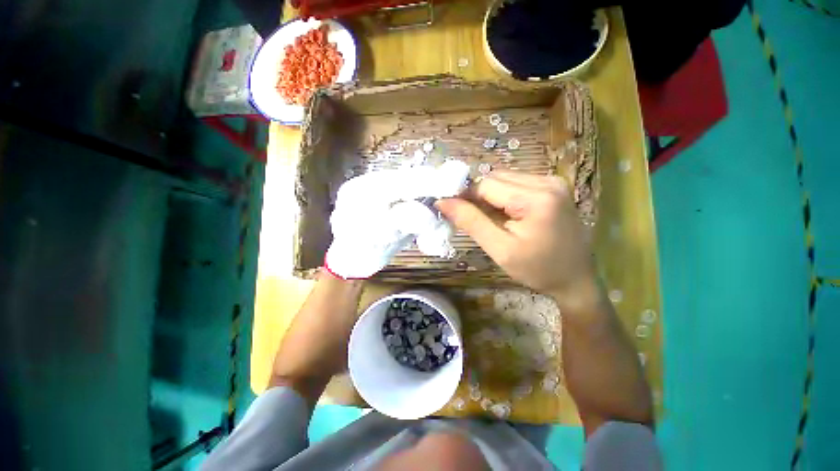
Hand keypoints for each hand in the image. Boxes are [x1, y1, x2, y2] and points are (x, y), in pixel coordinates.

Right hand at [436, 172, 596, 300]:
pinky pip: (517, 183)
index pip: (486, 184)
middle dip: (479, 196)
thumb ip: (471, 222)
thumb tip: (442, 202)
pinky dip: (504, 196)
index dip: (466, 196)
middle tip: (476, 220)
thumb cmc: (537, 269)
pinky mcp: (553, 187)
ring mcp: (553, 182)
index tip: (455, 213)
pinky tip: (507, 214)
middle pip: (496, 178)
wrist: (575, 279)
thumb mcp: (500, 249)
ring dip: (491, 196)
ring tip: (492, 220)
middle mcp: (547, 181)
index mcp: (536, 198)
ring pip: (505, 179)